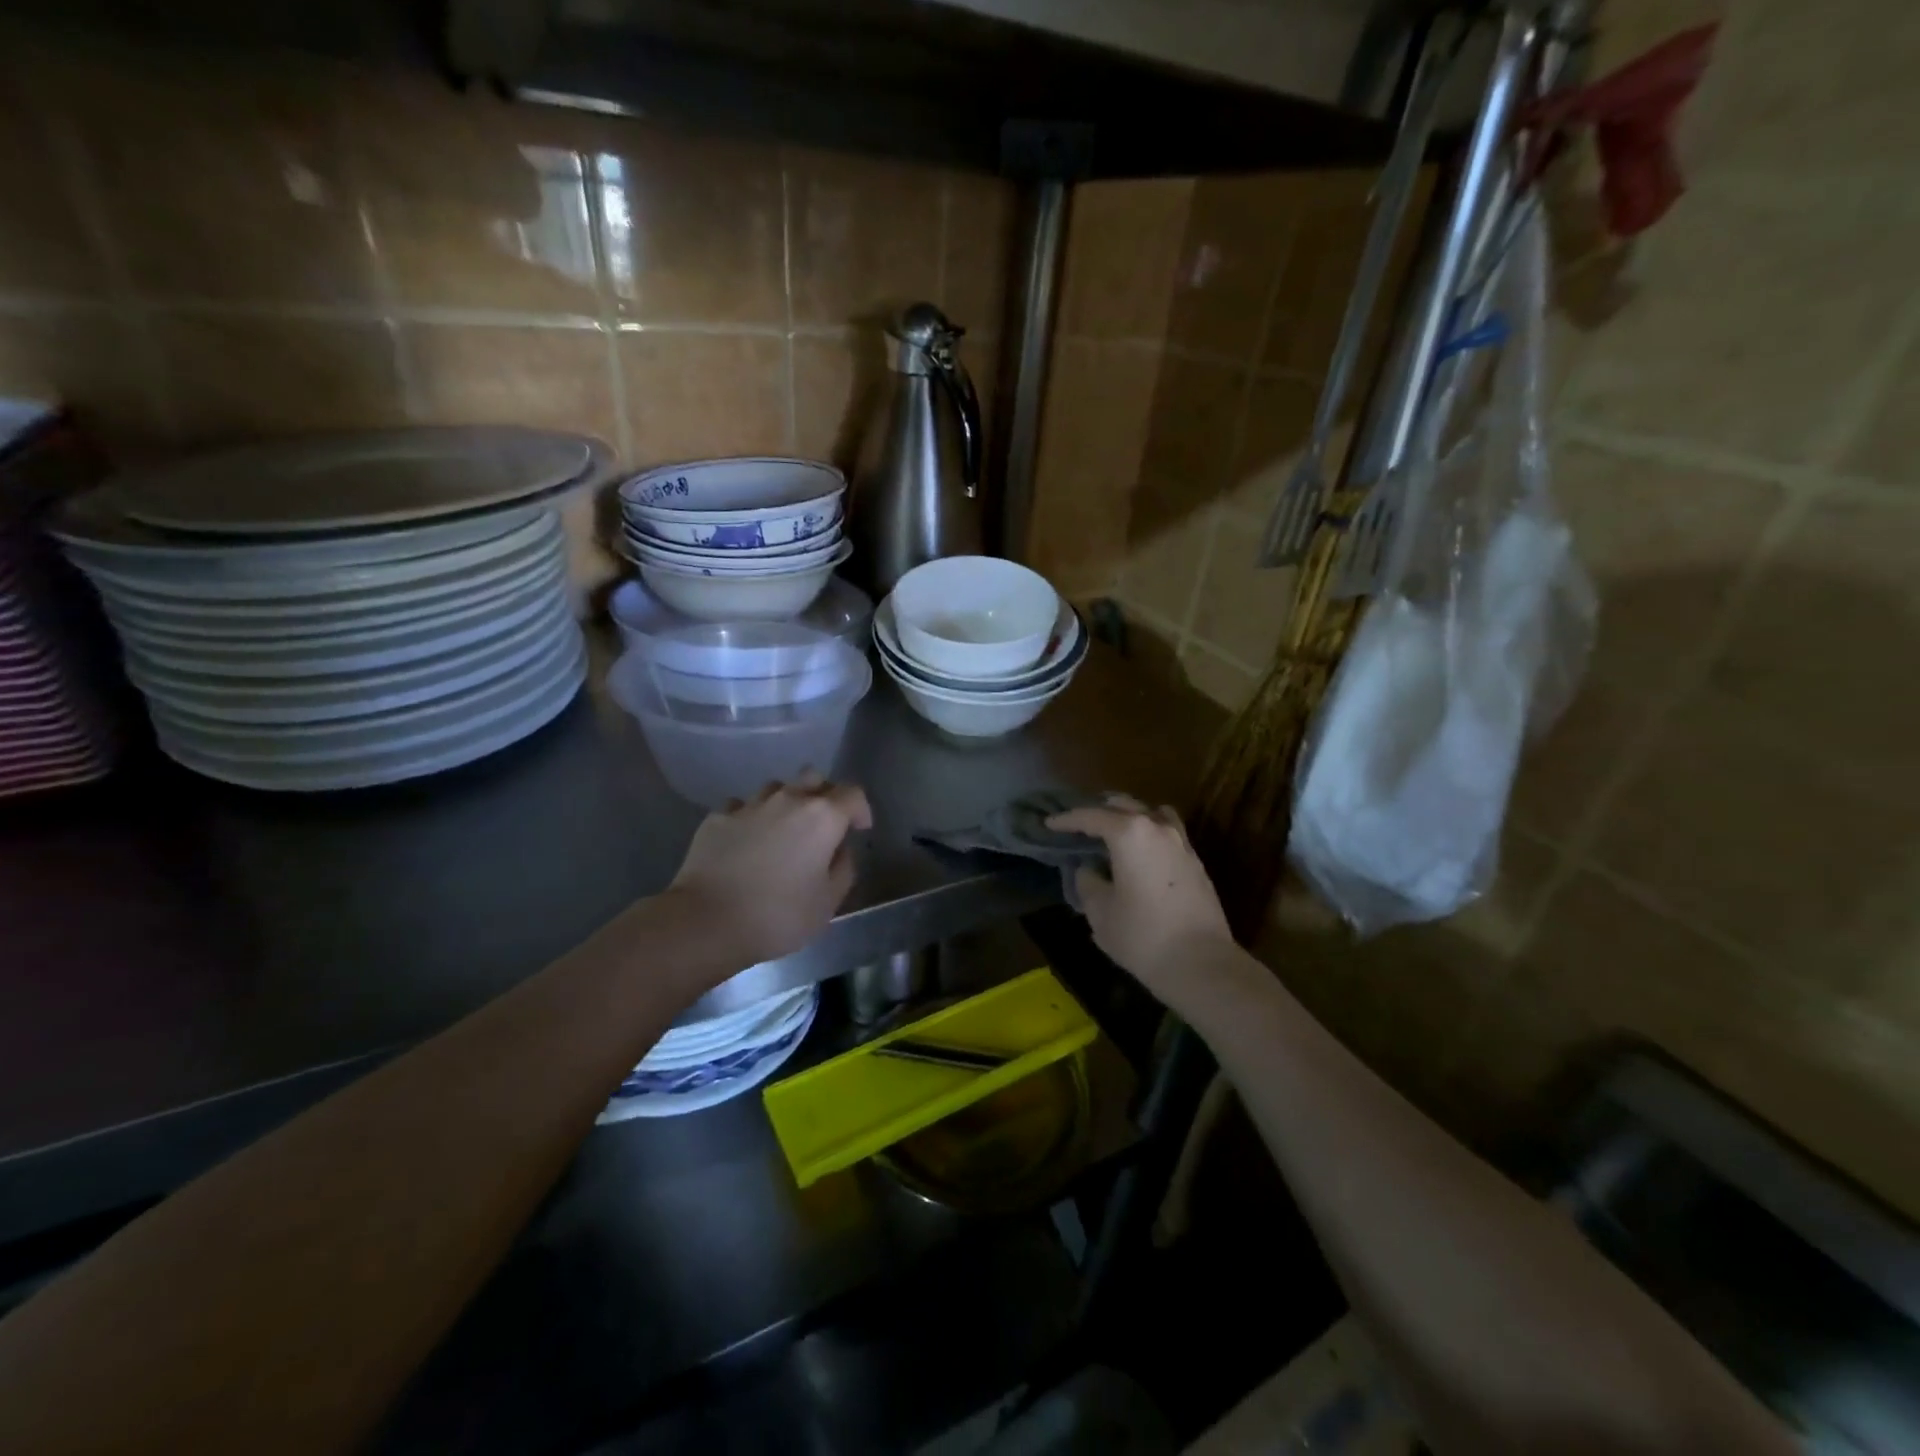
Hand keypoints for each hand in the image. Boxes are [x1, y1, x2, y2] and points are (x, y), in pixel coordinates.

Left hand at [668, 773, 873, 967]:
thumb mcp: (827, 903)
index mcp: (822, 817)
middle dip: (824, 795)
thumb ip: (843, 870)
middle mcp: (788, 800)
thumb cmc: (778, 915)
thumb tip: (840, 851)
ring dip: (786, 803)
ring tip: (782, 831)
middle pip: (814, 778)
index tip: (859, 830)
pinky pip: (742, 807)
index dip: (860, 809)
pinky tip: (747, 840)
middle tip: (823, 824)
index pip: (852, 794)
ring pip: (776, 788)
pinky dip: (751, 818)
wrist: (707, 920)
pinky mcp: (717, 817)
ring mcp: (749, 805)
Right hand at [1047, 795, 1235, 1001]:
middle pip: (1123, 806)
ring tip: (1113, 829)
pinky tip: (1141, 852)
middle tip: (1079, 824)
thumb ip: (1088, 882)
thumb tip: (1089, 869)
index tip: (1049, 823)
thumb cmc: (1142, 936)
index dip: (1066, 820)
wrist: (1201, 964)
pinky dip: (1149, 833)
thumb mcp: (1100, 912)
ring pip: (1151, 814)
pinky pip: (1167, 833)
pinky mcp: (1196, 862)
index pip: (1090, 816)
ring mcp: (1181, 843)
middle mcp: (1157, 828)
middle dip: (1098, 810)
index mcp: (1129, 834)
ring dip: (1129, 816)